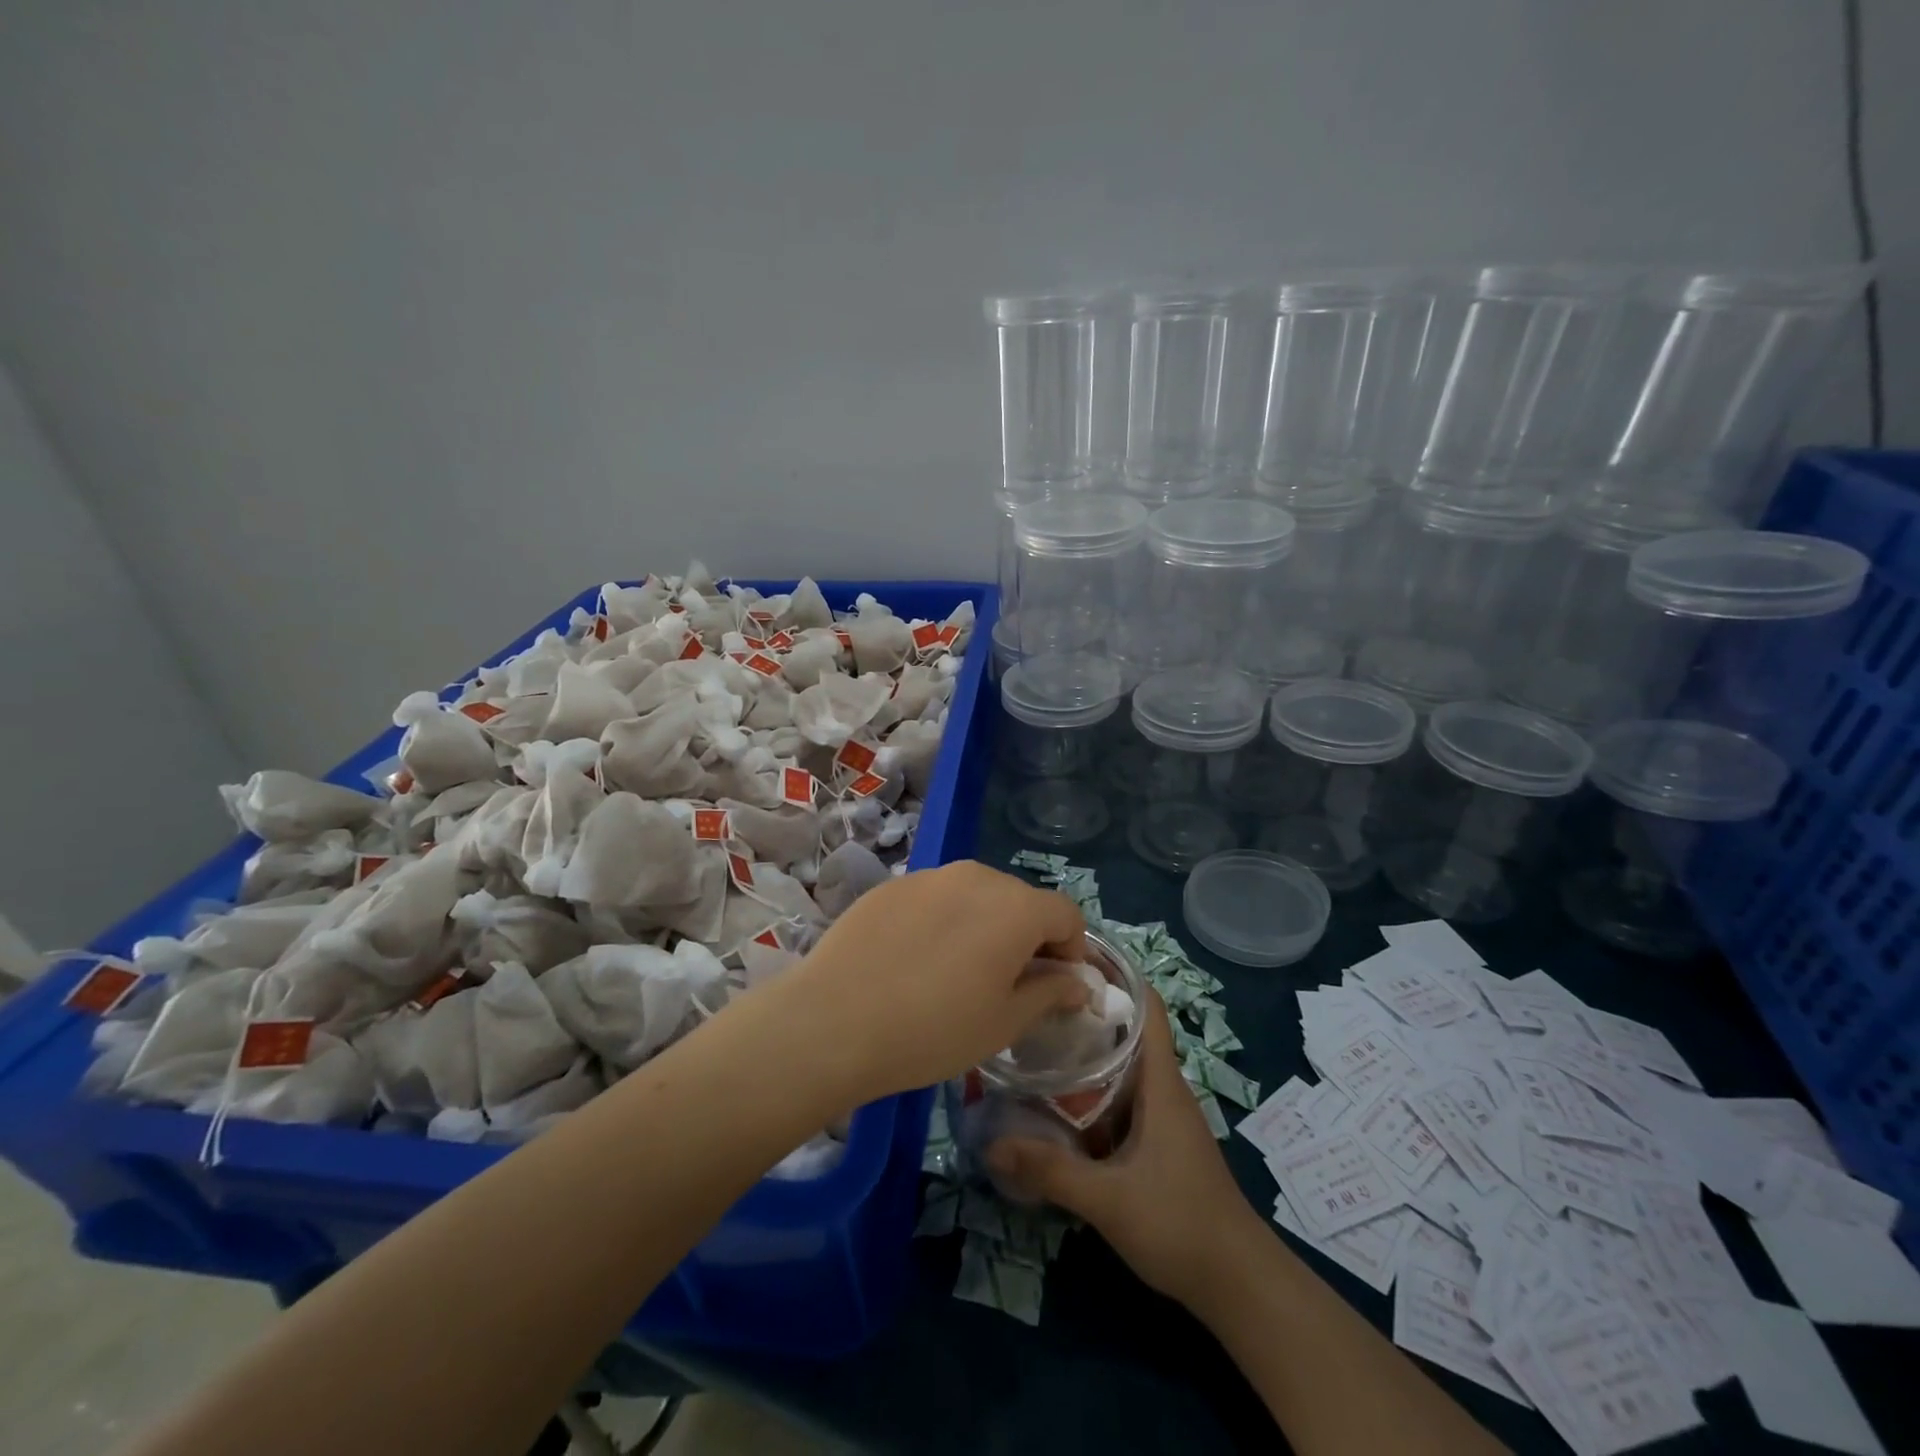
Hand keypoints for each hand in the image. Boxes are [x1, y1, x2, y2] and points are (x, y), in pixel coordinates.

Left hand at [786, 861, 1090, 1101]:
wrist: (834, 1020)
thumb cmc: (934, 1029)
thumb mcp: (1004, 1022)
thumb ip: (1049, 993)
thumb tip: (1077, 982)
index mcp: (1016, 907)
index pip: (1066, 914)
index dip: (1071, 950)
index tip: (1054, 986)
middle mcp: (977, 876)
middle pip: (1021, 900)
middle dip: (1027, 937)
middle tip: (1007, 984)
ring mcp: (930, 876)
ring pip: (976, 895)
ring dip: (983, 926)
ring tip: (958, 972)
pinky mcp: (892, 885)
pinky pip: (935, 898)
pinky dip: (942, 922)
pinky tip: (915, 961)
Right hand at [986, 991, 1260, 1306]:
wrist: (1237, 1284)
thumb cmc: (1180, 1223)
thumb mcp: (1108, 1199)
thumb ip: (1050, 1171)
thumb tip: (990, 1144)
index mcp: (1160, 1082)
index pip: (1147, 1007)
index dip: (1117, 976)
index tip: (1073, 958)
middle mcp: (1162, 1089)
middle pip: (1126, 1032)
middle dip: (1085, 1012)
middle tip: (1035, 1000)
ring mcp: (1161, 1117)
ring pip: (1121, 1068)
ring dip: (1086, 1054)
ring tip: (1036, 1040)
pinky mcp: (1156, 1143)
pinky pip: (1120, 1099)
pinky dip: (1091, 1091)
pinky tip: (1057, 1101)